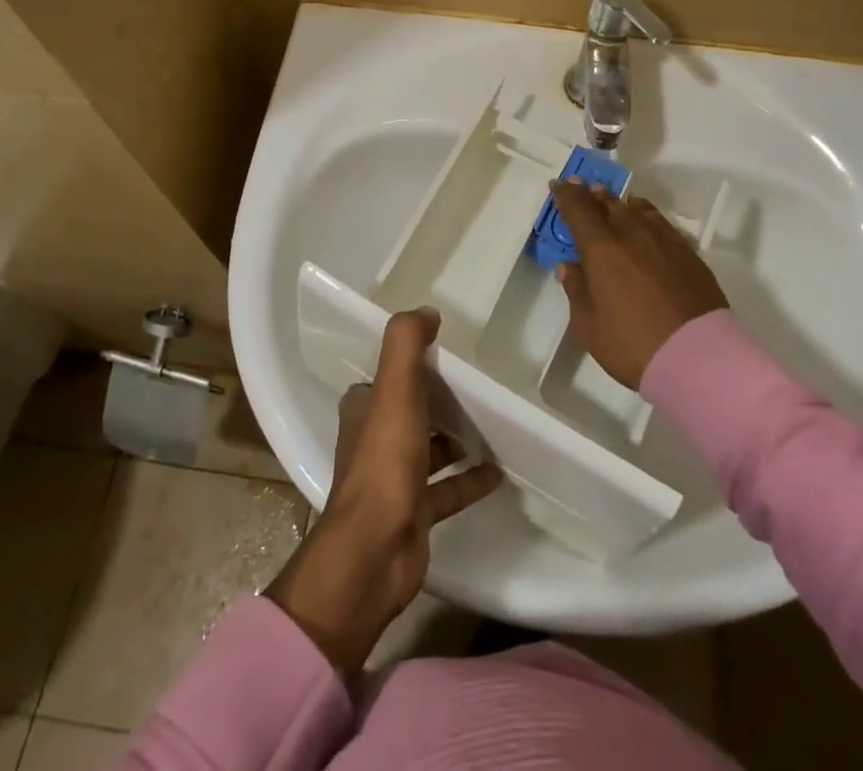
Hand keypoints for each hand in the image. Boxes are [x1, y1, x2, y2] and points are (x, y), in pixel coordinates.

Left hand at [266, 307, 501, 673]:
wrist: (374, 552)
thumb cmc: (384, 462)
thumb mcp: (395, 390)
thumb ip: (406, 344)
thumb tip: (425, 311)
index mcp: (363, 410)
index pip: (385, 377)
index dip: (409, 364)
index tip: (443, 351)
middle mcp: (374, 441)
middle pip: (408, 411)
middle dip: (436, 399)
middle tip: (476, 384)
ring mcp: (394, 480)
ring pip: (428, 449)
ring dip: (454, 438)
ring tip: (492, 422)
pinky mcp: (414, 513)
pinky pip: (447, 490)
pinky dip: (469, 479)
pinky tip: (498, 471)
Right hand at [550, 178, 730, 389]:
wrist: (697, 356)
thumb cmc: (632, 344)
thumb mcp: (589, 325)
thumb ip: (577, 290)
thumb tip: (569, 266)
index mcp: (600, 249)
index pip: (578, 211)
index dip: (566, 196)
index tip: (558, 185)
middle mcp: (630, 234)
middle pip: (606, 204)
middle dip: (590, 194)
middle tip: (580, 184)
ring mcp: (662, 240)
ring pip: (634, 209)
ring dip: (616, 200)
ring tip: (608, 196)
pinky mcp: (686, 251)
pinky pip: (659, 220)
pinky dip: (644, 211)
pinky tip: (642, 212)